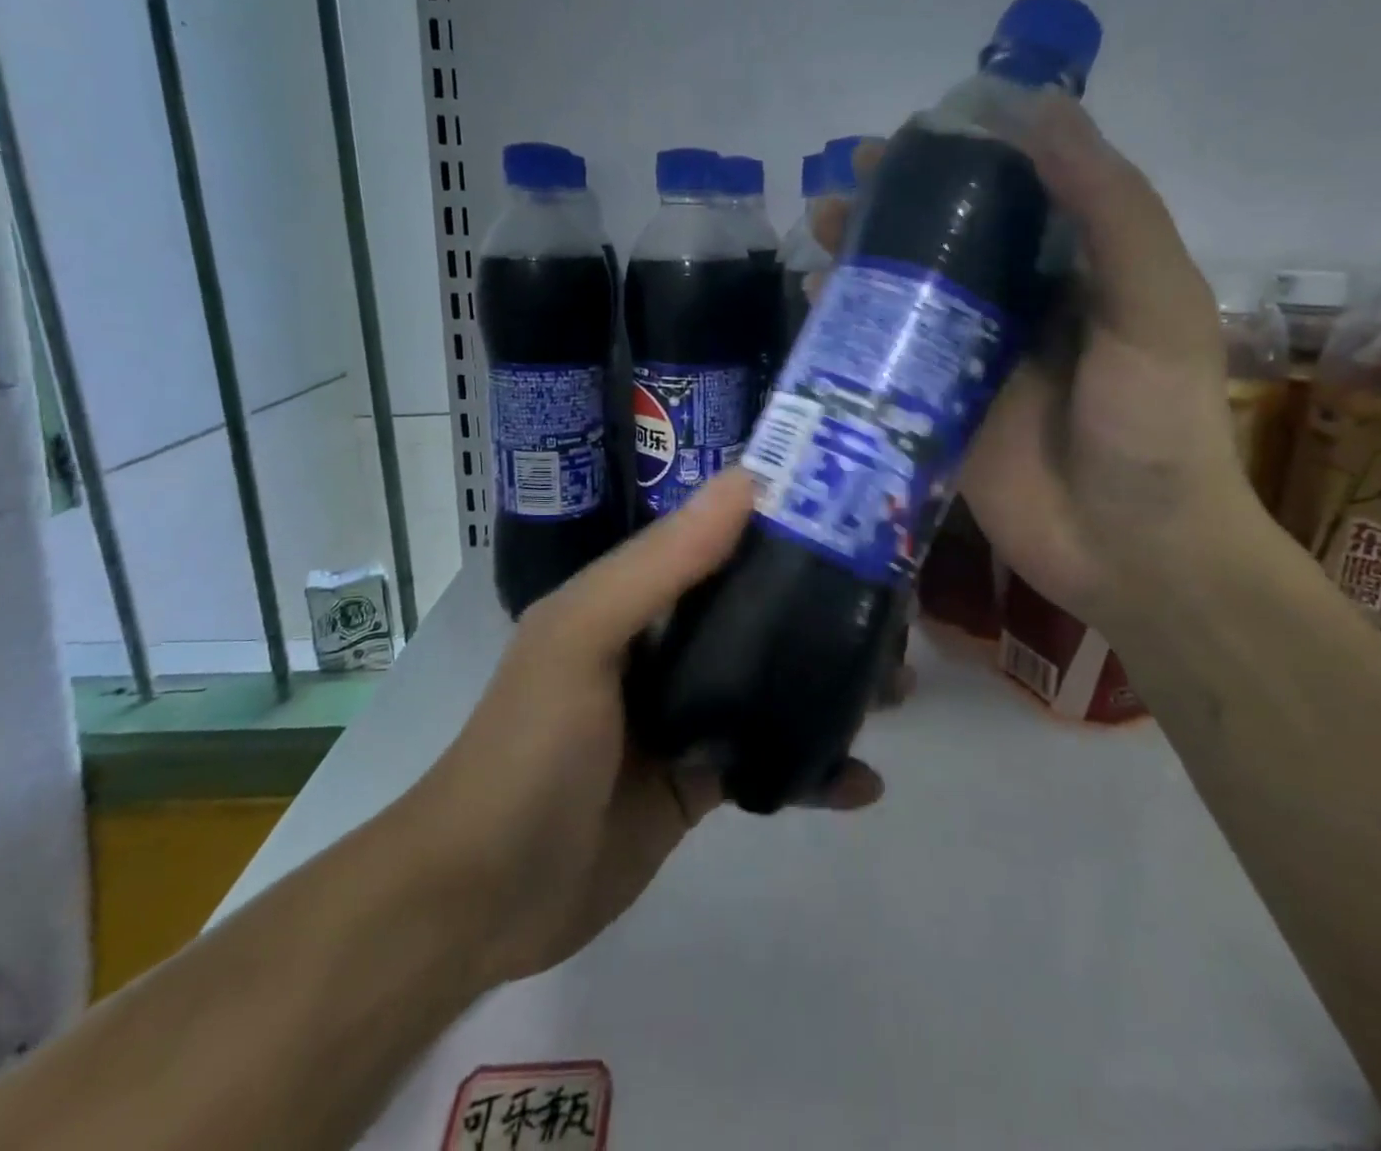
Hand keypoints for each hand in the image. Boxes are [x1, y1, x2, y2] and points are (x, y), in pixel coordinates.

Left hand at [404, 472, 886, 988]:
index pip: (719, 540)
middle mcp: (662, 646)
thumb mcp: (583, 637)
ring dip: (832, 684)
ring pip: (774, 683)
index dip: (784, 525)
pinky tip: (862, 783)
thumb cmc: (530, 750)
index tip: (858, 519)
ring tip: (897, 688)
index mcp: (635, 597)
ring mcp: (683, 716)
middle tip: (895, 613)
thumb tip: (748, 482)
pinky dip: (815, 770)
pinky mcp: (699, 782)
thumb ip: (662, 564)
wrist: (482, 899)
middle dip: (826, 609)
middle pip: (759, 611)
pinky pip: (770, 762)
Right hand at [818, 96, 1255, 633]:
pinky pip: (891, 364)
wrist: (1134, 550)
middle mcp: (1019, 310)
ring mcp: (973, 365)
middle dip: (893, 212)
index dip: (956, 159)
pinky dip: (855, 336)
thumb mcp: (1153, 303)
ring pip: (910, 299)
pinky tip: (818, 310)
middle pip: (945, 243)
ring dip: (866, 265)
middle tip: (840, 190)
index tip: (906, 138)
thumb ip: (1108, 209)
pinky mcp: (938, 415)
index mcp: (1075, 272)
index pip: (1009, 194)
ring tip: (819, 238)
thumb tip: (1042, 108)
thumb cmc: (1156, 424)